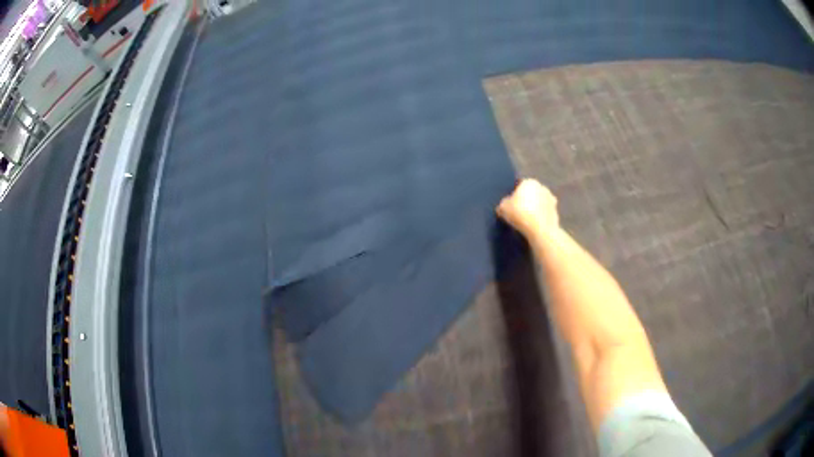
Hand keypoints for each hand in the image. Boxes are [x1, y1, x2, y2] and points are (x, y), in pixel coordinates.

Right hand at [496, 179, 558, 237]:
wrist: (540, 230)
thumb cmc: (520, 214)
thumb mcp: (503, 208)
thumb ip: (503, 204)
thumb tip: (504, 205)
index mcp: (529, 181)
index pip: (519, 186)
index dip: (513, 195)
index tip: (510, 206)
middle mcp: (542, 187)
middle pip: (531, 193)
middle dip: (526, 200)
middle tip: (518, 212)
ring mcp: (551, 200)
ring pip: (539, 203)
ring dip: (534, 209)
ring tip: (526, 221)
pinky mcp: (556, 212)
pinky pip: (544, 213)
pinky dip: (541, 218)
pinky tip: (534, 226)